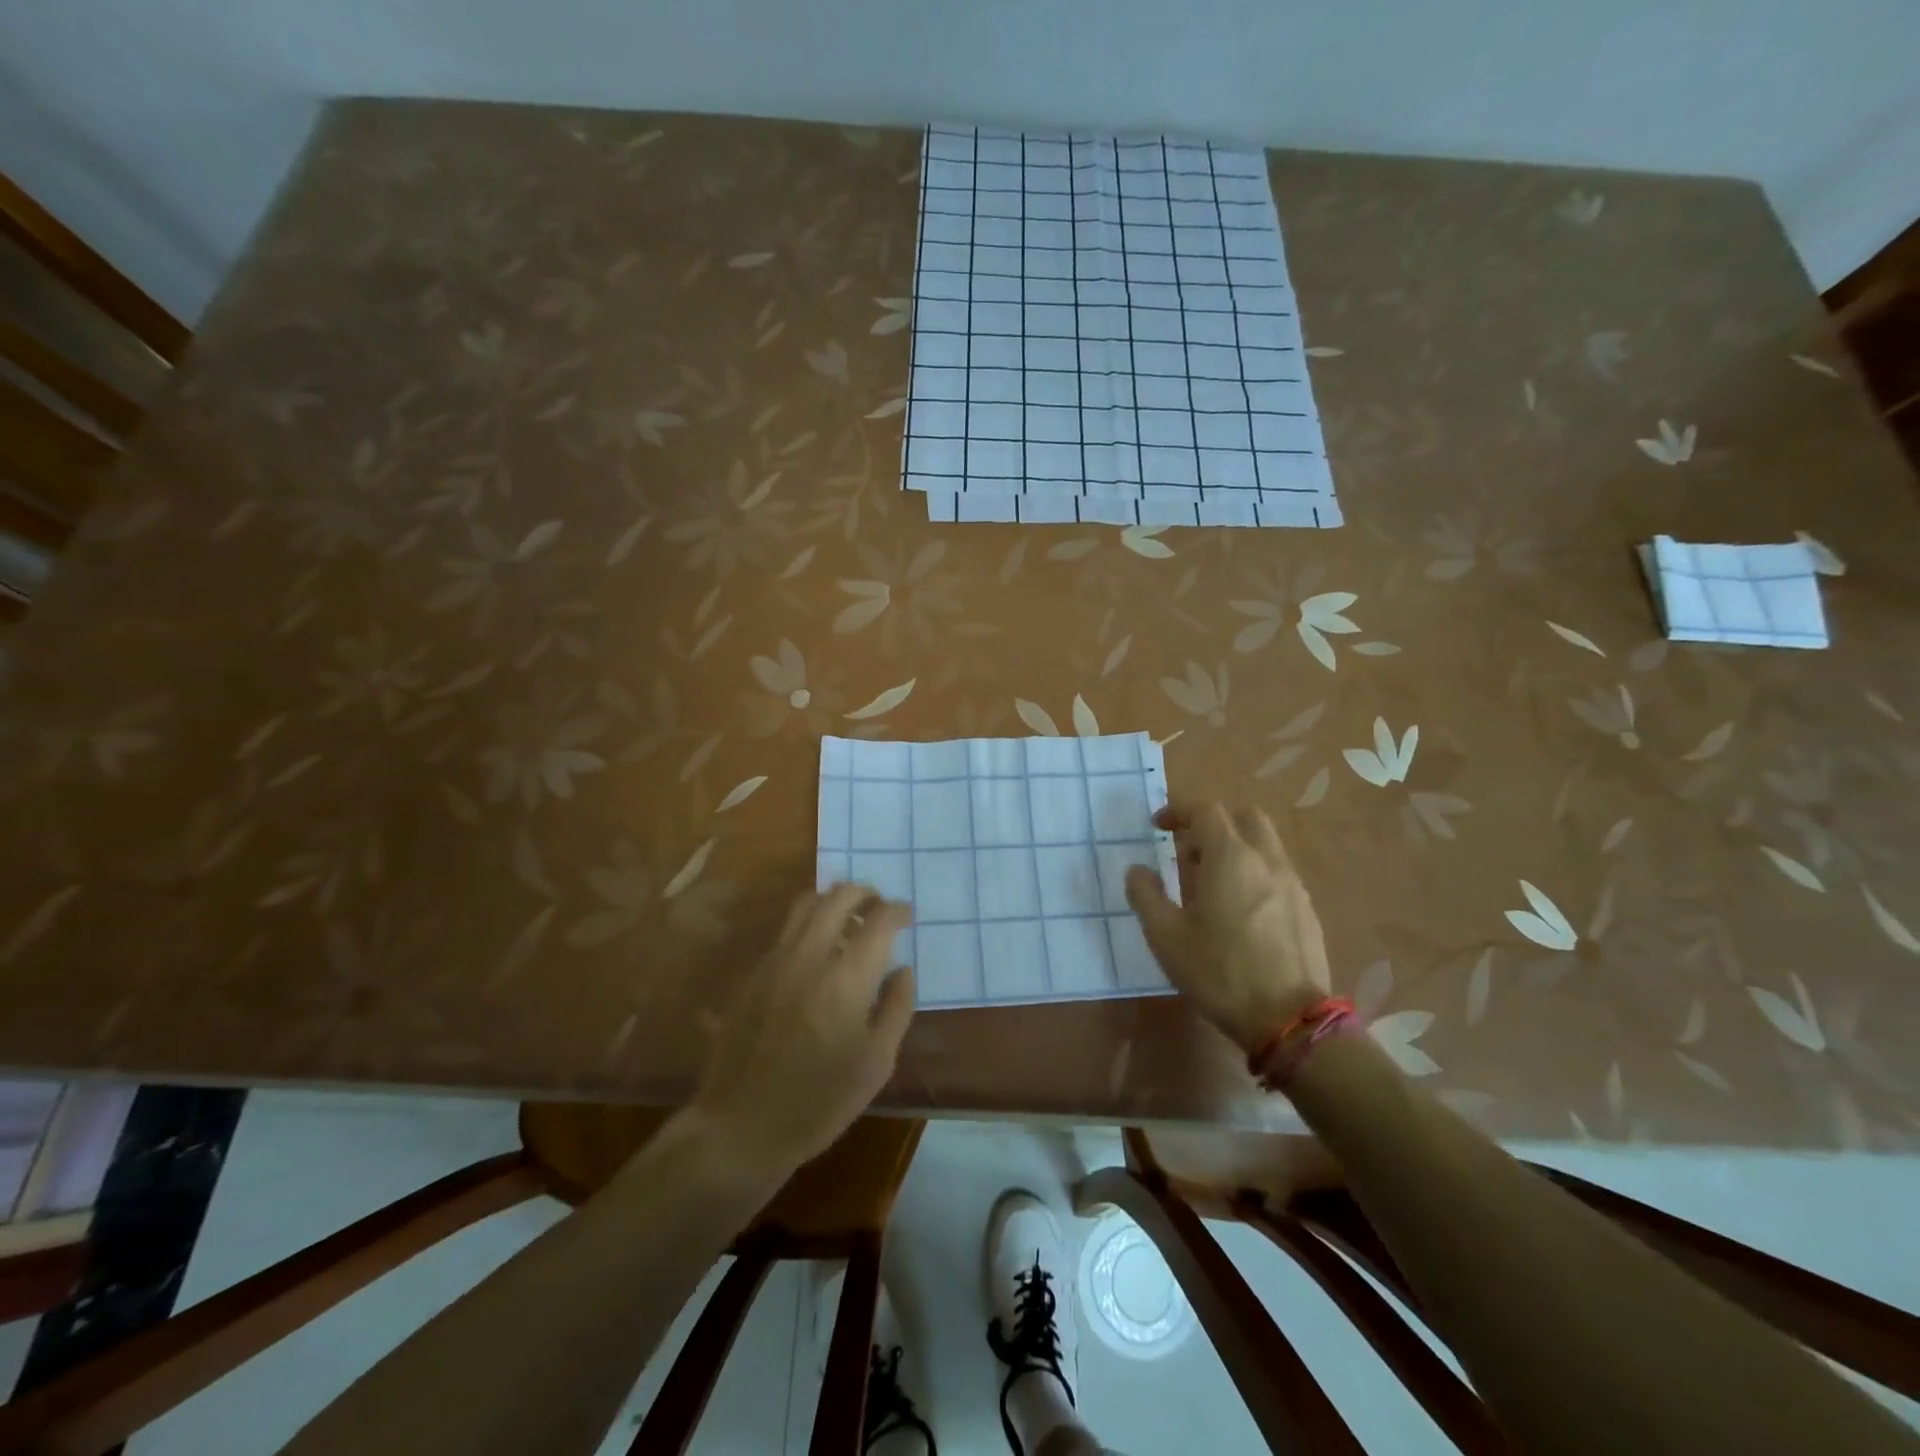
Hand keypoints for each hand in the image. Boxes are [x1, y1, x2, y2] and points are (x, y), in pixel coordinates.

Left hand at [690, 884, 915, 1178]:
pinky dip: (808, 924)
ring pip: (805, 905)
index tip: (906, 915)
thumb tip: (903, 970)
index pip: (878, 921)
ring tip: (848, 919)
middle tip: (879, 906)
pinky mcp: (752, 974)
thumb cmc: (820, 1102)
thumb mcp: (877, 1063)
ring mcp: (775, 961)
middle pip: (838, 897)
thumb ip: (896, 1008)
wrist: (742, 1126)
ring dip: (832, 901)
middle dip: (864, 893)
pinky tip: (816, 949)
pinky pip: (784, 931)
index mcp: (847, 978)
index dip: (896, 910)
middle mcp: (810, 956)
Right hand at [1124, 803, 1330, 1053]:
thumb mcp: (1165, 936)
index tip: (1158, 827)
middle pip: (1243, 818)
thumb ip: (1145, 895)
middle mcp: (1266, 860)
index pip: (1206, 811)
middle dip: (1213, 825)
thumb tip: (1137, 870)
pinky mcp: (1306, 909)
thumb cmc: (1219, 972)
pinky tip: (1240, 912)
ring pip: (1264, 845)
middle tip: (1188, 853)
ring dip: (1235, 849)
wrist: (1289, 1019)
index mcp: (1230, 857)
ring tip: (1211, 886)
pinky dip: (1254, 874)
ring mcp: (1292, 884)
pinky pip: (1277, 873)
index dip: (1178, 812)